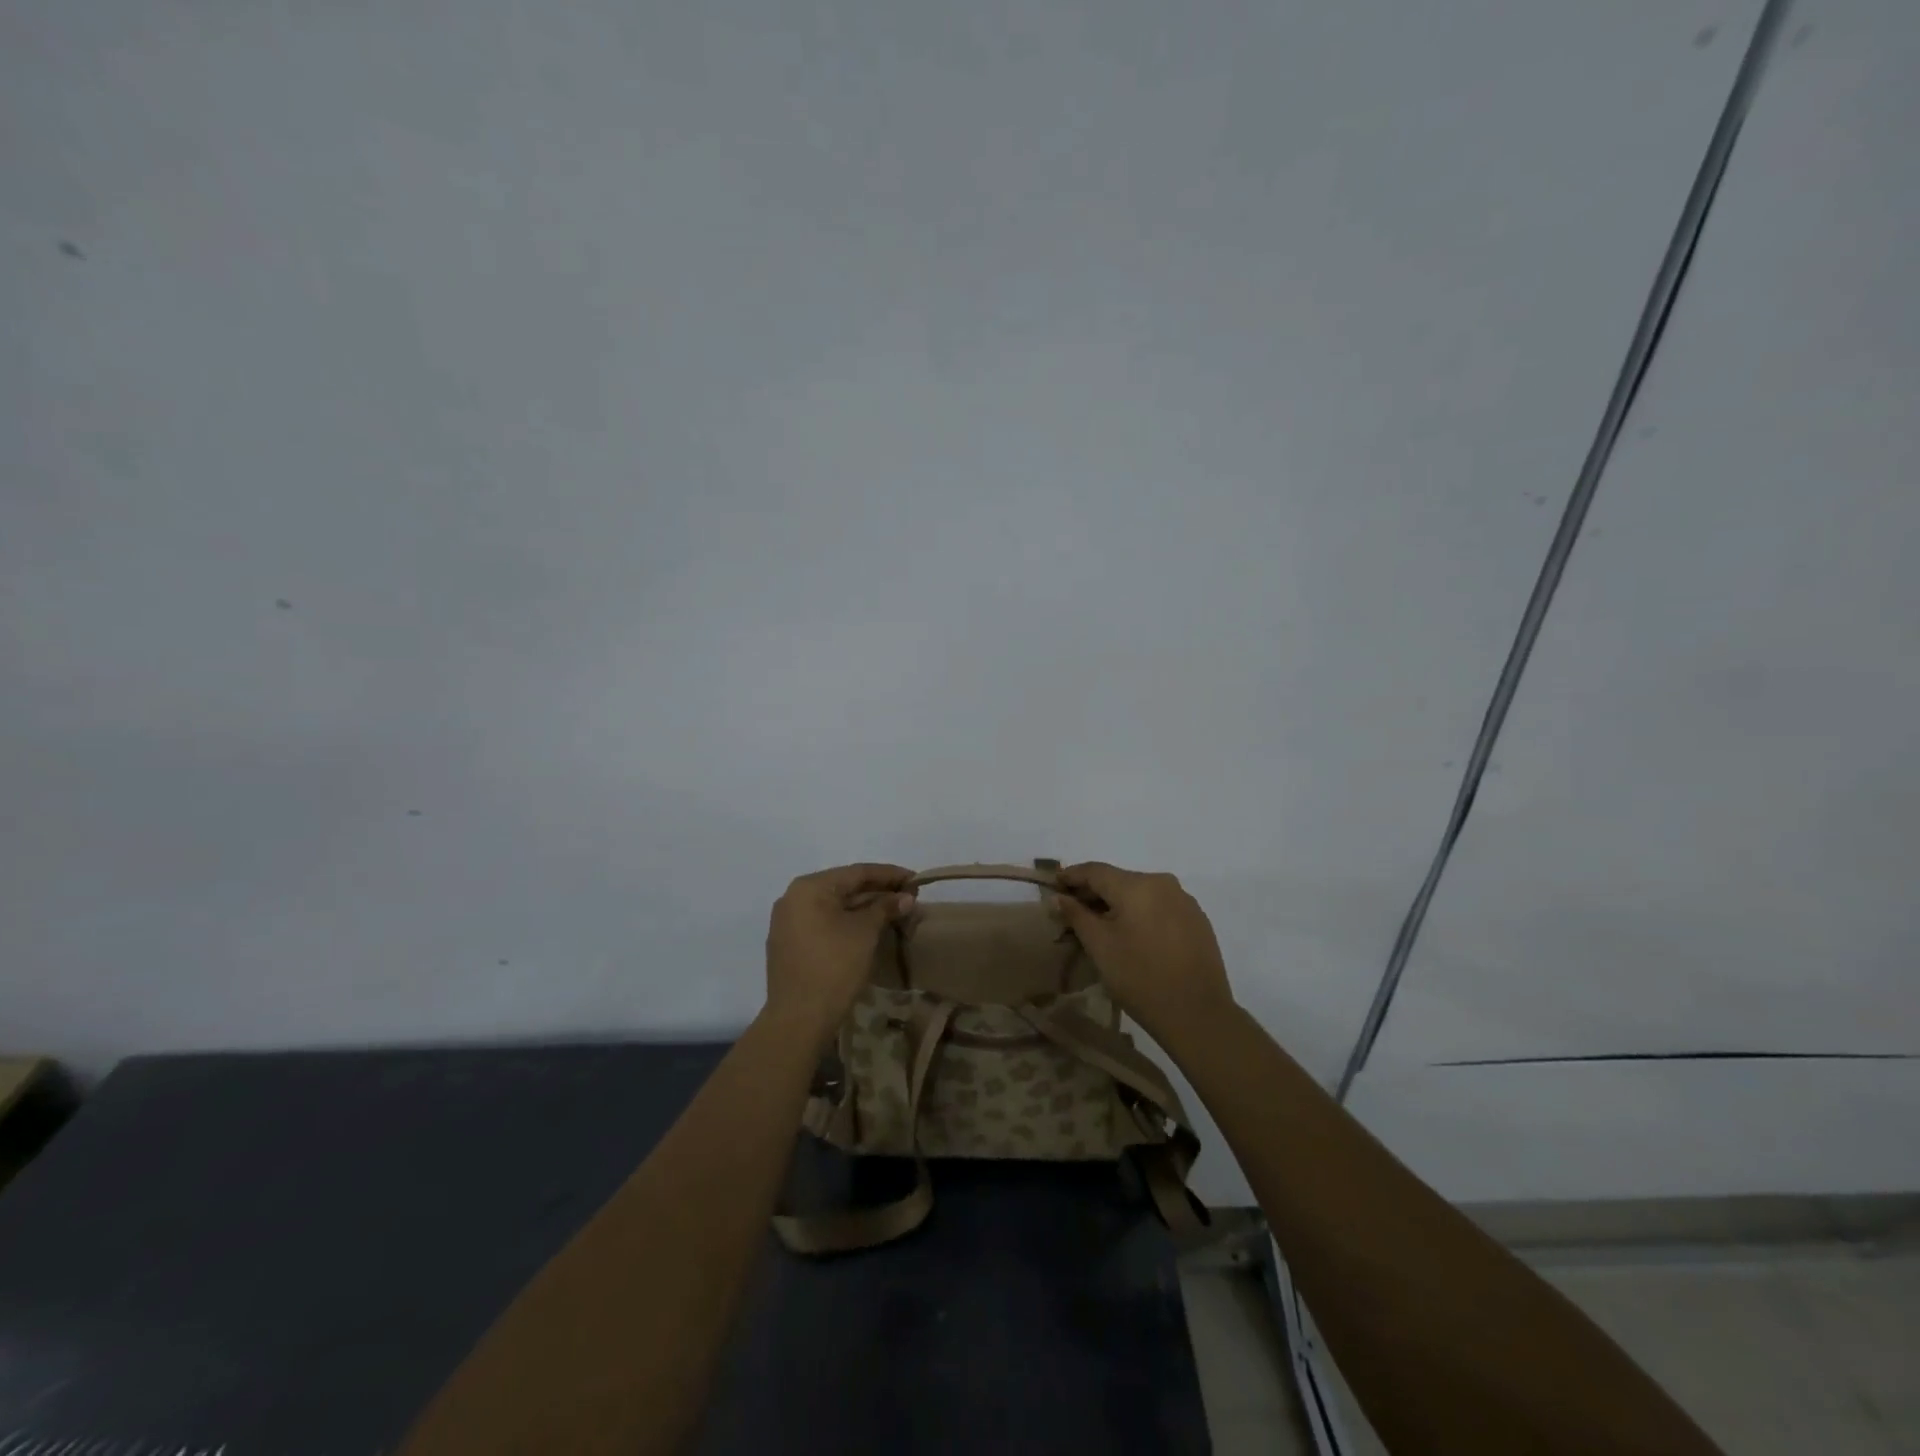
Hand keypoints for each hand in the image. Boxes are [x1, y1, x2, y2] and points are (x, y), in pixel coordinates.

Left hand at [765, 863, 915, 1037]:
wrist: (799, 1019)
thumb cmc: (834, 966)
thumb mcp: (865, 932)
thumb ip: (885, 908)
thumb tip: (905, 898)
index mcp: (809, 887)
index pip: (856, 872)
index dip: (889, 874)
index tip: (915, 879)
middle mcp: (793, 898)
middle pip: (843, 888)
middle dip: (878, 892)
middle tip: (908, 897)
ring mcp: (787, 923)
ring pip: (833, 907)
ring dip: (864, 908)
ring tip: (894, 912)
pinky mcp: (789, 945)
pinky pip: (823, 923)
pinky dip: (846, 923)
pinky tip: (868, 929)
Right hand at [1049, 862, 1237, 1043]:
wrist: (1198, 1014)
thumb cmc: (1140, 977)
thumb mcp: (1100, 946)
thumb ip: (1076, 915)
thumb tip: (1059, 897)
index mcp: (1136, 885)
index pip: (1095, 870)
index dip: (1071, 876)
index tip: (1053, 885)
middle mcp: (1162, 883)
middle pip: (1119, 879)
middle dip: (1094, 893)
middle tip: (1073, 911)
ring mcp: (1184, 900)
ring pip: (1141, 893)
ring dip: (1118, 904)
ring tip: (1102, 926)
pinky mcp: (1197, 919)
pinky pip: (1160, 906)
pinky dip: (1141, 913)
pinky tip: (1133, 935)